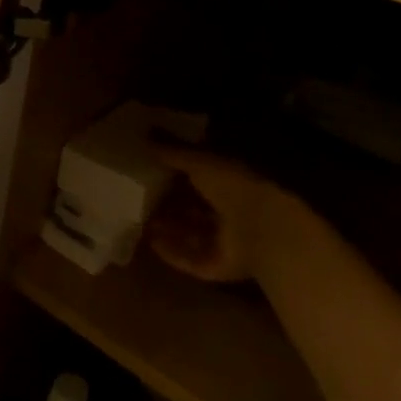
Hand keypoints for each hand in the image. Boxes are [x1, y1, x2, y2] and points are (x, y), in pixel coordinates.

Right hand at [148, 145, 300, 285]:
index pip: (199, 178)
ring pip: (190, 234)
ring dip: (166, 228)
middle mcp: (229, 213)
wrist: (263, 233)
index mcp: (231, 184)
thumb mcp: (200, 162)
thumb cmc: (234, 188)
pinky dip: (170, 252)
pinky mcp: (216, 266)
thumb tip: (144, 133)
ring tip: (138, 220)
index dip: (174, 175)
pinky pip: (189, 259)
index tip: (148, 169)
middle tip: (137, 197)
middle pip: (193, 208)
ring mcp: (224, 243)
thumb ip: (173, 152)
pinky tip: (150, 243)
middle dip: (167, 204)